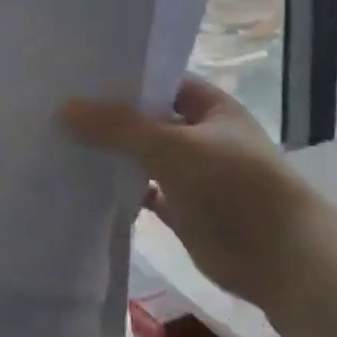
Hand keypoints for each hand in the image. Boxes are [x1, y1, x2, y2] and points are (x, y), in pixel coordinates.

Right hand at [60, 75, 318, 307]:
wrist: (280, 257)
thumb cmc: (232, 185)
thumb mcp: (170, 145)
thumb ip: (116, 126)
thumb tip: (63, 108)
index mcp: (210, 108)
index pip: (159, 82)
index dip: (122, 80)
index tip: (77, 79)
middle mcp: (201, 136)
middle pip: (147, 121)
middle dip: (108, 119)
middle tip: (56, 111)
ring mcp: (192, 175)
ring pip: (142, 158)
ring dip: (111, 155)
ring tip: (60, 143)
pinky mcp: (183, 211)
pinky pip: (143, 193)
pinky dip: (120, 190)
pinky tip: (84, 186)